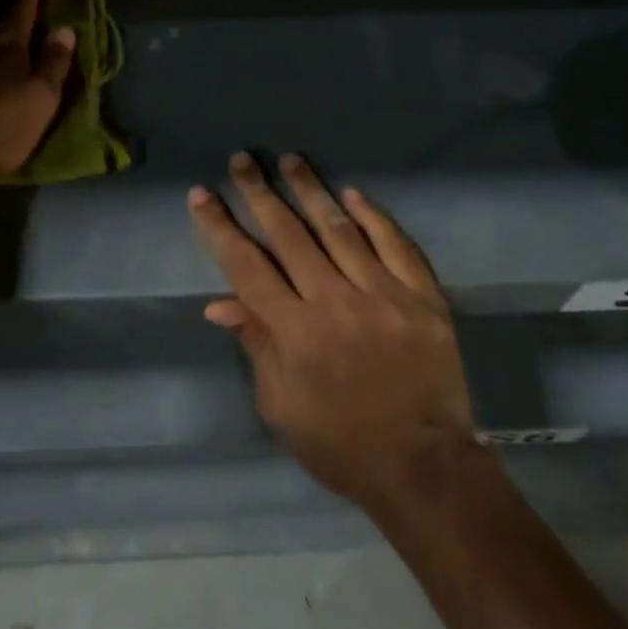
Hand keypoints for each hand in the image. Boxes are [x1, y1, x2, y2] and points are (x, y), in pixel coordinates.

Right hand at [188, 152, 474, 510]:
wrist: (426, 470)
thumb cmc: (342, 444)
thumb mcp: (282, 407)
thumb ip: (256, 345)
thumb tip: (220, 302)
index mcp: (296, 333)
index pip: (246, 266)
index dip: (221, 227)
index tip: (201, 193)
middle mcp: (336, 303)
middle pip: (289, 235)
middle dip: (260, 193)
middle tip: (243, 159)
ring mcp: (383, 295)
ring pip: (339, 229)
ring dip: (311, 191)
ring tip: (291, 160)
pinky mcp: (423, 298)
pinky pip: (395, 245)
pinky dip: (373, 216)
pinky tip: (353, 193)